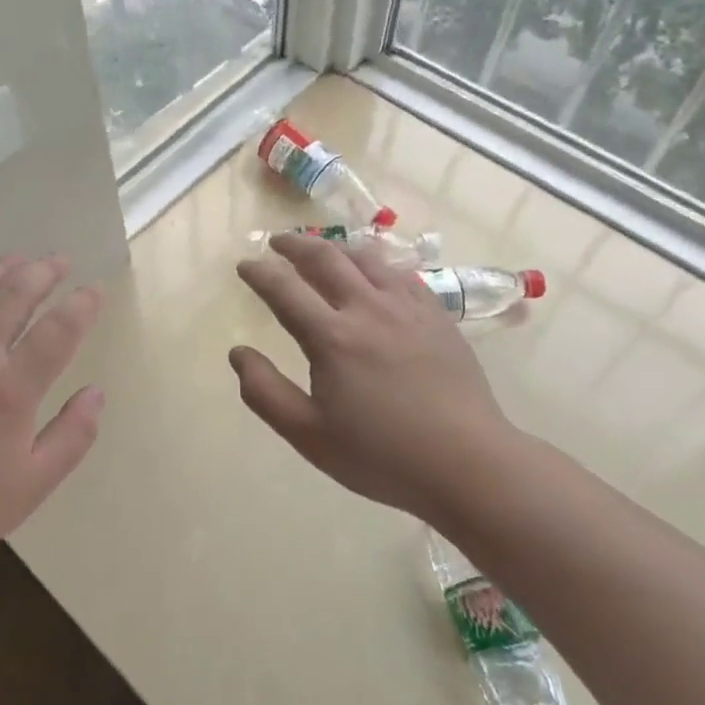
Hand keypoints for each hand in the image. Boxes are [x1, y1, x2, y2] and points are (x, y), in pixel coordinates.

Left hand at [0, 255, 104, 594]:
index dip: (82, 305)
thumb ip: (73, 435)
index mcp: (11, 392)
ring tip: (17, 259)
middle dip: (41, 272)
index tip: (95, 290)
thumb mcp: (33, 484)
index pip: (57, 331)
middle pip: (11, 297)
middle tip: (59, 260)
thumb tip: (96, 392)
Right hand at [231, 234, 521, 525]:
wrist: (467, 462)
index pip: (284, 289)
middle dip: (294, 245)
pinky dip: (374, 261)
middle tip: (276, 242)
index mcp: (332, 337)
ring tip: (319, 248)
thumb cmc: (381, 455)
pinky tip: (372, 270)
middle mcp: (367, 308)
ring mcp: (407, 307)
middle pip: (325, 259)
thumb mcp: (309, 435)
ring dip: (334, 246)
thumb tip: (237, 353)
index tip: (244, 264)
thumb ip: (265, 392)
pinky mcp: (436, 314)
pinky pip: (399, 272)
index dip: (259, 272)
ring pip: (364, 257)